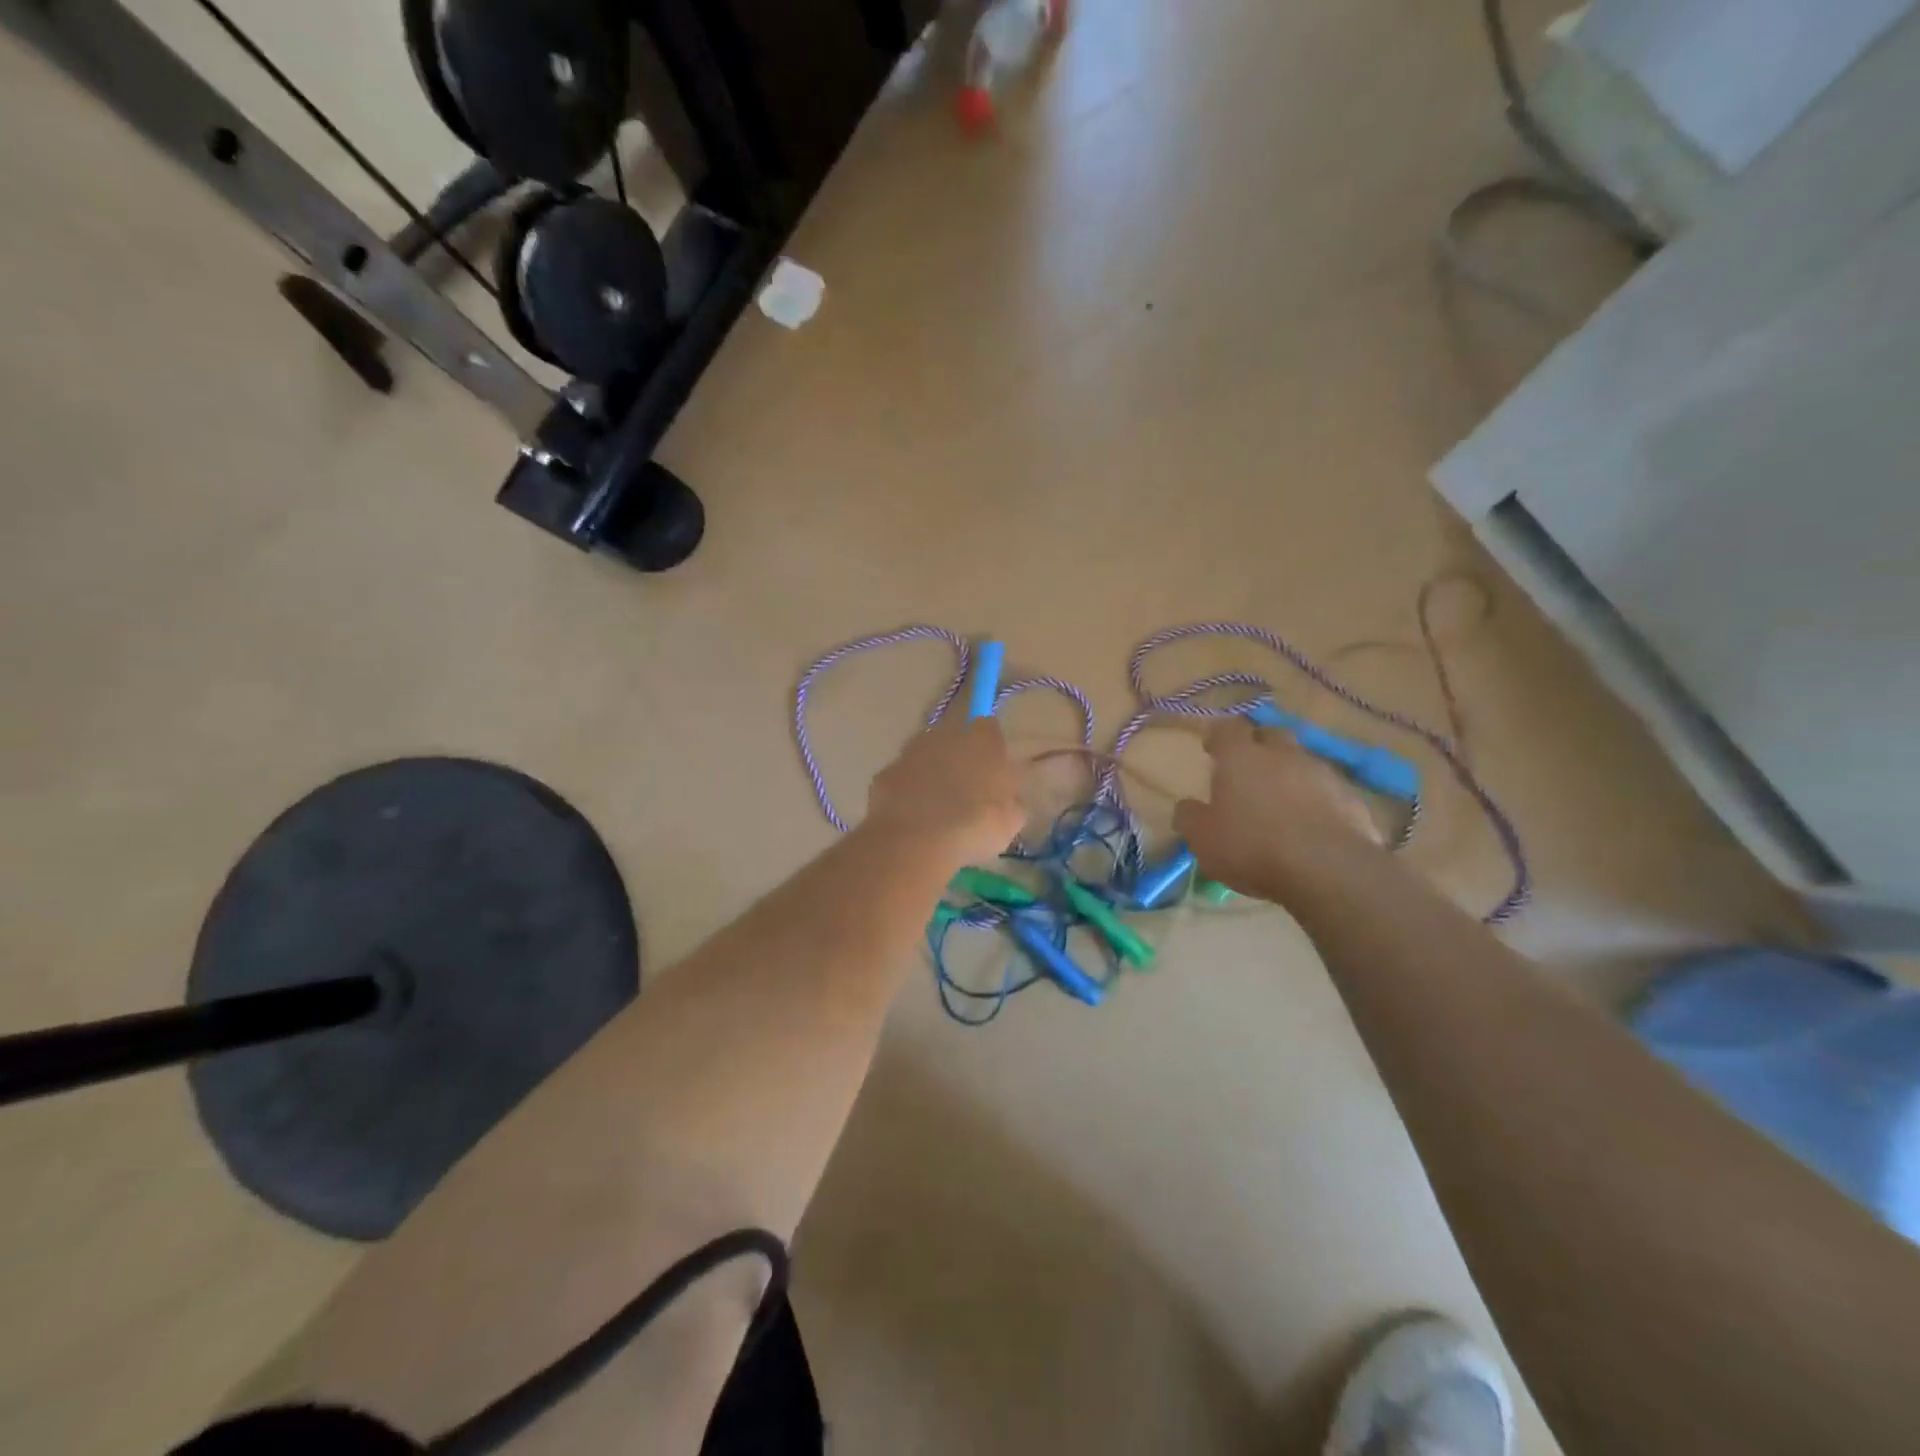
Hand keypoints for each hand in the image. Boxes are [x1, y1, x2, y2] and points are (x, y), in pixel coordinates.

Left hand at [863, 713, 1025, 867]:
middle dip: (959, 758)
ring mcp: (909, 752)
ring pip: (924, 757)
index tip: (994, 772)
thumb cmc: (976, 824)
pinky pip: (901, 780)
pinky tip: (912, 819)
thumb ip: (1011, 799)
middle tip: (966, 792)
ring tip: (937, 810)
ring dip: (931, 774)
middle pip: (954, 738)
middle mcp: (943, 734)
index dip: (991, 748)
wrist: (917, 841)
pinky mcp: (883, 774)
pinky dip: (906, 794)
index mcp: (981, 737)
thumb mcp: (1012, 819)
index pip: (989, 727)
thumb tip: (1008, 797)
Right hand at [1173, 717, 1382, 900]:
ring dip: (1290, 775)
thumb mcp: (1203, 839)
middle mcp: (1282, 755)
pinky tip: (1311, 827)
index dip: (1219, 736)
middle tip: (1249, 770)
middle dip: (1260, 746)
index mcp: (1241, 757)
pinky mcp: (1351, 799)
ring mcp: (1322, 774)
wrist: (1328, 869)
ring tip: (1282, 804)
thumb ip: (1190, 818)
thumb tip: (1187, 807)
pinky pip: (1328, 792)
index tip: (1212, 750)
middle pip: (1271, 735)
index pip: (1227, 729)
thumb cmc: (1252, 846)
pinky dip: (1317, 802)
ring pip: (1302, 763)